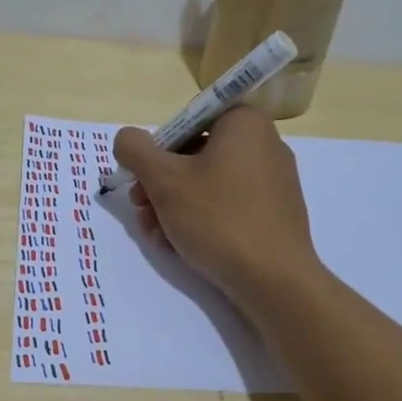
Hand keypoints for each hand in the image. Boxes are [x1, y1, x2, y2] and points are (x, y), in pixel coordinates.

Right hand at [113, 106, 320, 310]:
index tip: (142, 178)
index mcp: (244, 123)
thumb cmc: (218, 218)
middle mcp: (265, 144)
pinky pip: (228, 205)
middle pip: (195, 154)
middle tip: (140, 208)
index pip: (188, 121)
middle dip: (160, 184)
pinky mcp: (275, 213)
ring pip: (208, 184)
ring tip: (155, 234)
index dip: (158, 149)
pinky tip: (178, 245)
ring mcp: (273, 181)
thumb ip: (135, 150)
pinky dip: (200, 219)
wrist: (274, 280)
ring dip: (173, 205)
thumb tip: (126, 139)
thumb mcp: (164, 180)